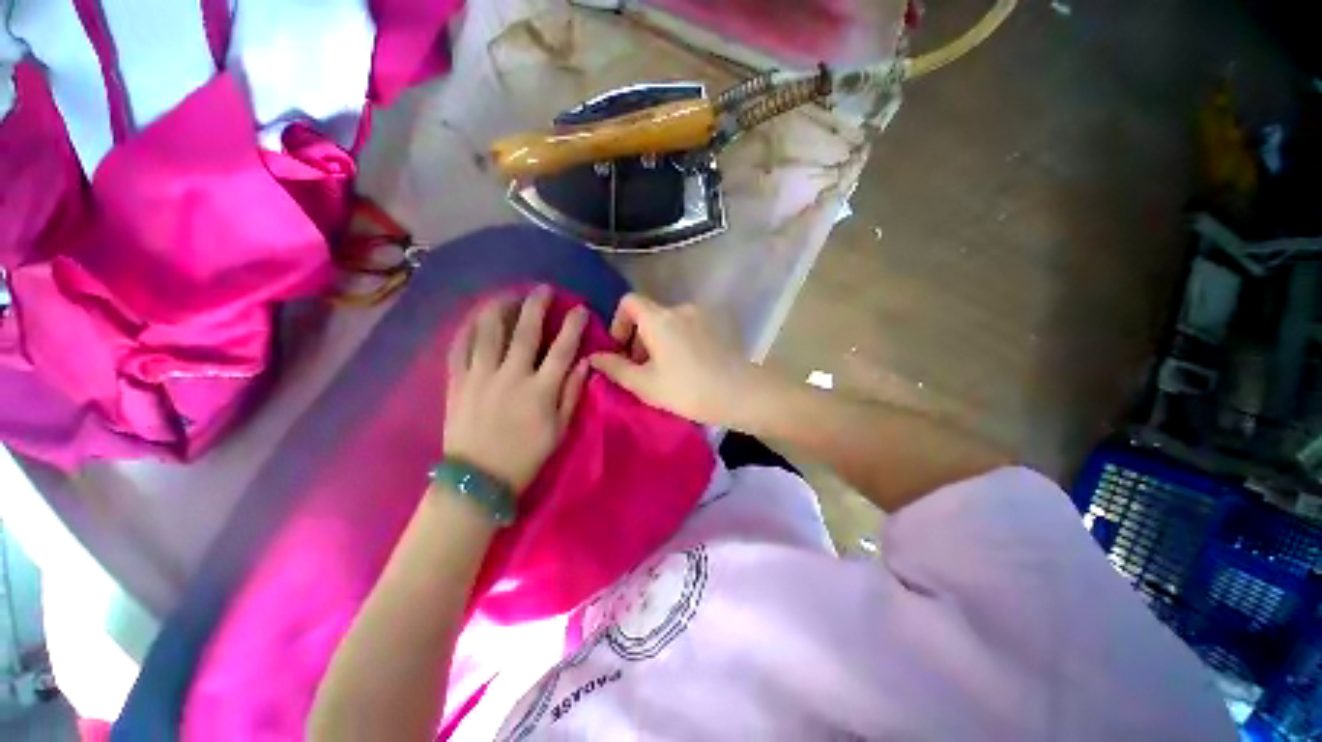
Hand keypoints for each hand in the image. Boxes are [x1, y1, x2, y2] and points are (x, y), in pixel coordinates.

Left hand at [444, 287, 587, 493]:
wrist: (479, 479)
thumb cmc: (526, 456)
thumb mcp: (560, 430)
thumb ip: (572, 393)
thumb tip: (584, 363)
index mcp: (541, 390)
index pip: (562, 349)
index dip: (573, 325)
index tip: (580, 308)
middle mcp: (511, 376)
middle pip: (525, 332)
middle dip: (536, 305)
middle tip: (543, 289)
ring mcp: (481, 377)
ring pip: (488, 332)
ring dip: (499, 308)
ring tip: (507, 294)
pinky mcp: (457, 383)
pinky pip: (459, 348)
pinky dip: (467, 329)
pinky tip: (474, 317)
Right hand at [588, 294, 762, 426]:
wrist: (741, 394)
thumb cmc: (688, 390)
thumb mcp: (645, 384)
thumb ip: (615, 368)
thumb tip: (592, 357)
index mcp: (659, 318)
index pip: (629, 302)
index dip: (618, 322)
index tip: (621, 349)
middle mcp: (680, 309)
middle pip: (649, 315)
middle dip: (638, 339)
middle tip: (641, 370)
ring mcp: (702, 316)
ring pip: (669, 323)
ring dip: (659, 342)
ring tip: (664, 372)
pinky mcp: (718, 327)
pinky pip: (688, 328)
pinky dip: (678, 342)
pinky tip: (686, 368)